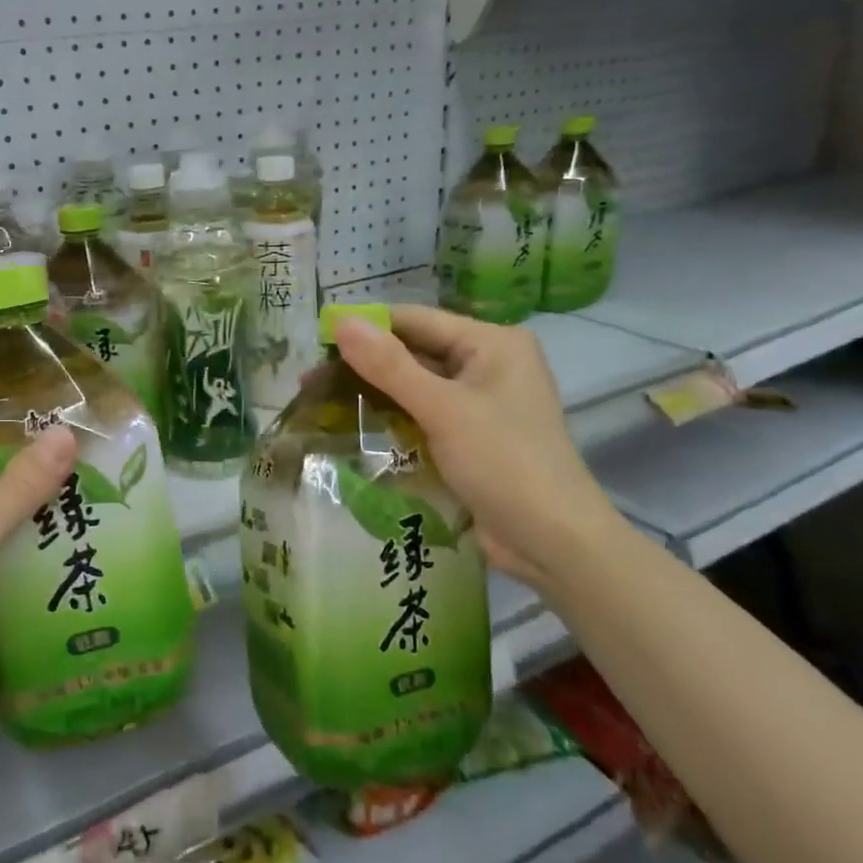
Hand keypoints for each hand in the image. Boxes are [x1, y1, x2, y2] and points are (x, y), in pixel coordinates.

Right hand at [333, 305, 623, 591]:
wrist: (553, 542)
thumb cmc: (504, 463)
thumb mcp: (443, 410)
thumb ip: (390, 365)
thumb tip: (340, 321)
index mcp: (491, 343)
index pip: (414, 320)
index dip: (364, 328)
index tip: (314, 342)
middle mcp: (487, 364)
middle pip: (413, 352)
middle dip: (363, 365)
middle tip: (309, 380)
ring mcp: (478, 403)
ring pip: (413, 386)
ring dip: (372, 394)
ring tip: (319, 402)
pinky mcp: (469, 436)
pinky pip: (421, 415)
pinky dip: (390, 419)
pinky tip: (352, 426)